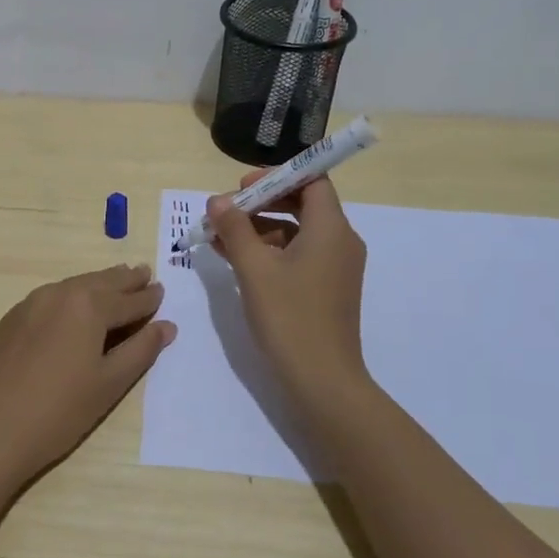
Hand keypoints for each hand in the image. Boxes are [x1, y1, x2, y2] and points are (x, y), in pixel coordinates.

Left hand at [0, 264, 175, 485]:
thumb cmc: (59, 411)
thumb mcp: (109, 383)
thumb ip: (140, 350)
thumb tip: (166, 326)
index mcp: (89, 306)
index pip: (128, 300)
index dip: (148, 299)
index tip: (162, 291)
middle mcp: (60, 294)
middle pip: (100, 282)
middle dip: (124, 280)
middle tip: (144, 274)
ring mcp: (31, 304)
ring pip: (74, 286)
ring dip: (98, 283)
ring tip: (116, 282)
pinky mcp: (12, 319)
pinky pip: (52, 297)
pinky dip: (72, 295)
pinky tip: (75, 306)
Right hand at [206, 173, 368, 406]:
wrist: (322, 381)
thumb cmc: (290, 318)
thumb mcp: (254, 269)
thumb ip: (235, 229)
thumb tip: (218, 200)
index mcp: (331, 228)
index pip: (312, 180)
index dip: (277, 176)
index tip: (243, 187)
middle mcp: (340, 241)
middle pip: (303, 203)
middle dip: (261, 202)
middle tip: (226, 211)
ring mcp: (335, 267)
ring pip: (296, 231)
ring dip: (259, 228)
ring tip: (219, 236)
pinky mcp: (326, 288)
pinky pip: (297, 254)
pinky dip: (269, 251)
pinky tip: (234, 259)